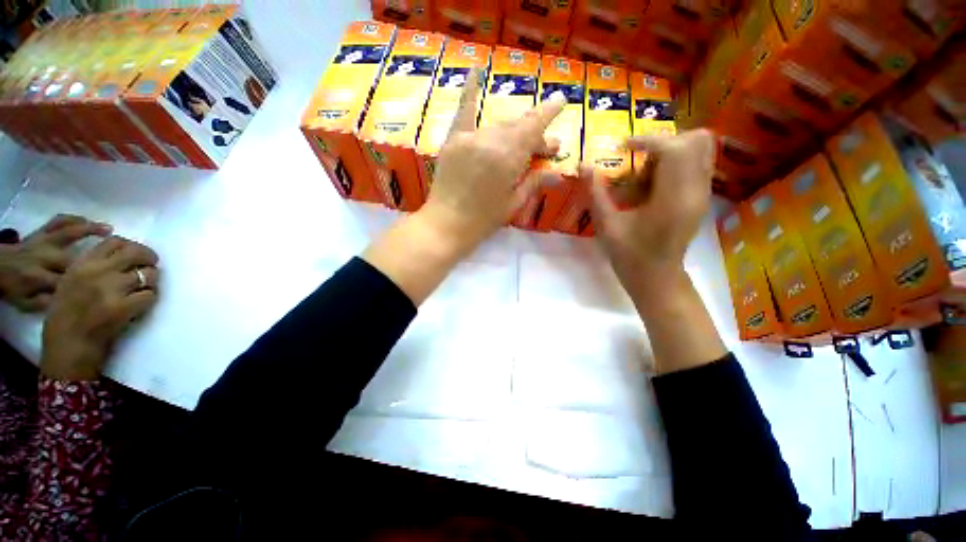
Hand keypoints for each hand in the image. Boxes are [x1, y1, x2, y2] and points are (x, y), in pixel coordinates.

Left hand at [0, 214, 111, 311]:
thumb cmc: (15, 289)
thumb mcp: (26, 304)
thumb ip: (48, 302)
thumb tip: (73, 299)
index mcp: (40, 278)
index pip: (70, 282)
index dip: (93, 284)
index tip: (117, 285)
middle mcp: (45, 257)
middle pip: (74, 258)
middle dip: (98, 258)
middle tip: (121, 259)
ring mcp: (44, 241)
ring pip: (69, 233)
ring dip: (90, 231)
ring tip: (111, 232)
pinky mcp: (42, 231)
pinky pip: (59, 221)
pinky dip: (75, 219)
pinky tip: (89, 221)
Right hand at [41, 236, 159, 380]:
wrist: (67, 343)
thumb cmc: (66, 314)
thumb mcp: (71, 280)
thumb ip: (93, 266)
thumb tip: (123, 256)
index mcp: (83, 263)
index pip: (115, 242)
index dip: (131, 246)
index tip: (135, 255)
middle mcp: (98, 271)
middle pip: (136, 253)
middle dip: (149, 258)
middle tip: (150, 266)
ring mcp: (111, 289)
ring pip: (148, 274)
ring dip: (152, 280)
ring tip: (144, 287)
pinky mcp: (124, 307)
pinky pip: (150, 295)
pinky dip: (150, 298)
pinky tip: (142, 303)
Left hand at [421, 69, 564, 253]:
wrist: (446, 225)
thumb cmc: (483, 221)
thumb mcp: (514, 203)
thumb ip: (534, 181)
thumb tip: (558, 172)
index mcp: (509, 158)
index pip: (534, 128)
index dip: (549, 114)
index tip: (561, 101)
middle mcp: (490, 140)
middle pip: (517, 127)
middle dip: (534, 134)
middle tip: (545, 148)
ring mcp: (469, 137)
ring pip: (497, 124)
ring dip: (513, 130)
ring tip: (522, 142)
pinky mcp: (453, 141)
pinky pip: (463, 111)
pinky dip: (470, 91)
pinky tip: (476, 71)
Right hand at [585, 129, 715, 302]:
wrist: (657, 278)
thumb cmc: (629, 256)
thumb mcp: (607, 226)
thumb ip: (595, 193)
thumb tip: (582, 166)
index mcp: (672, 199)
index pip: (673, 149)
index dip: (647, 140)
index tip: (623, 146)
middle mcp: (696, 191)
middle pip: (697, 141)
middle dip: (664, 142)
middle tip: (638, 158)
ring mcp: (702, 194)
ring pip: (702, 149)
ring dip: (671, 151)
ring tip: (645, 171)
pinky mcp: (701, 198)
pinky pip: (697, 164)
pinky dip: (676, 163)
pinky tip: (652, 184)